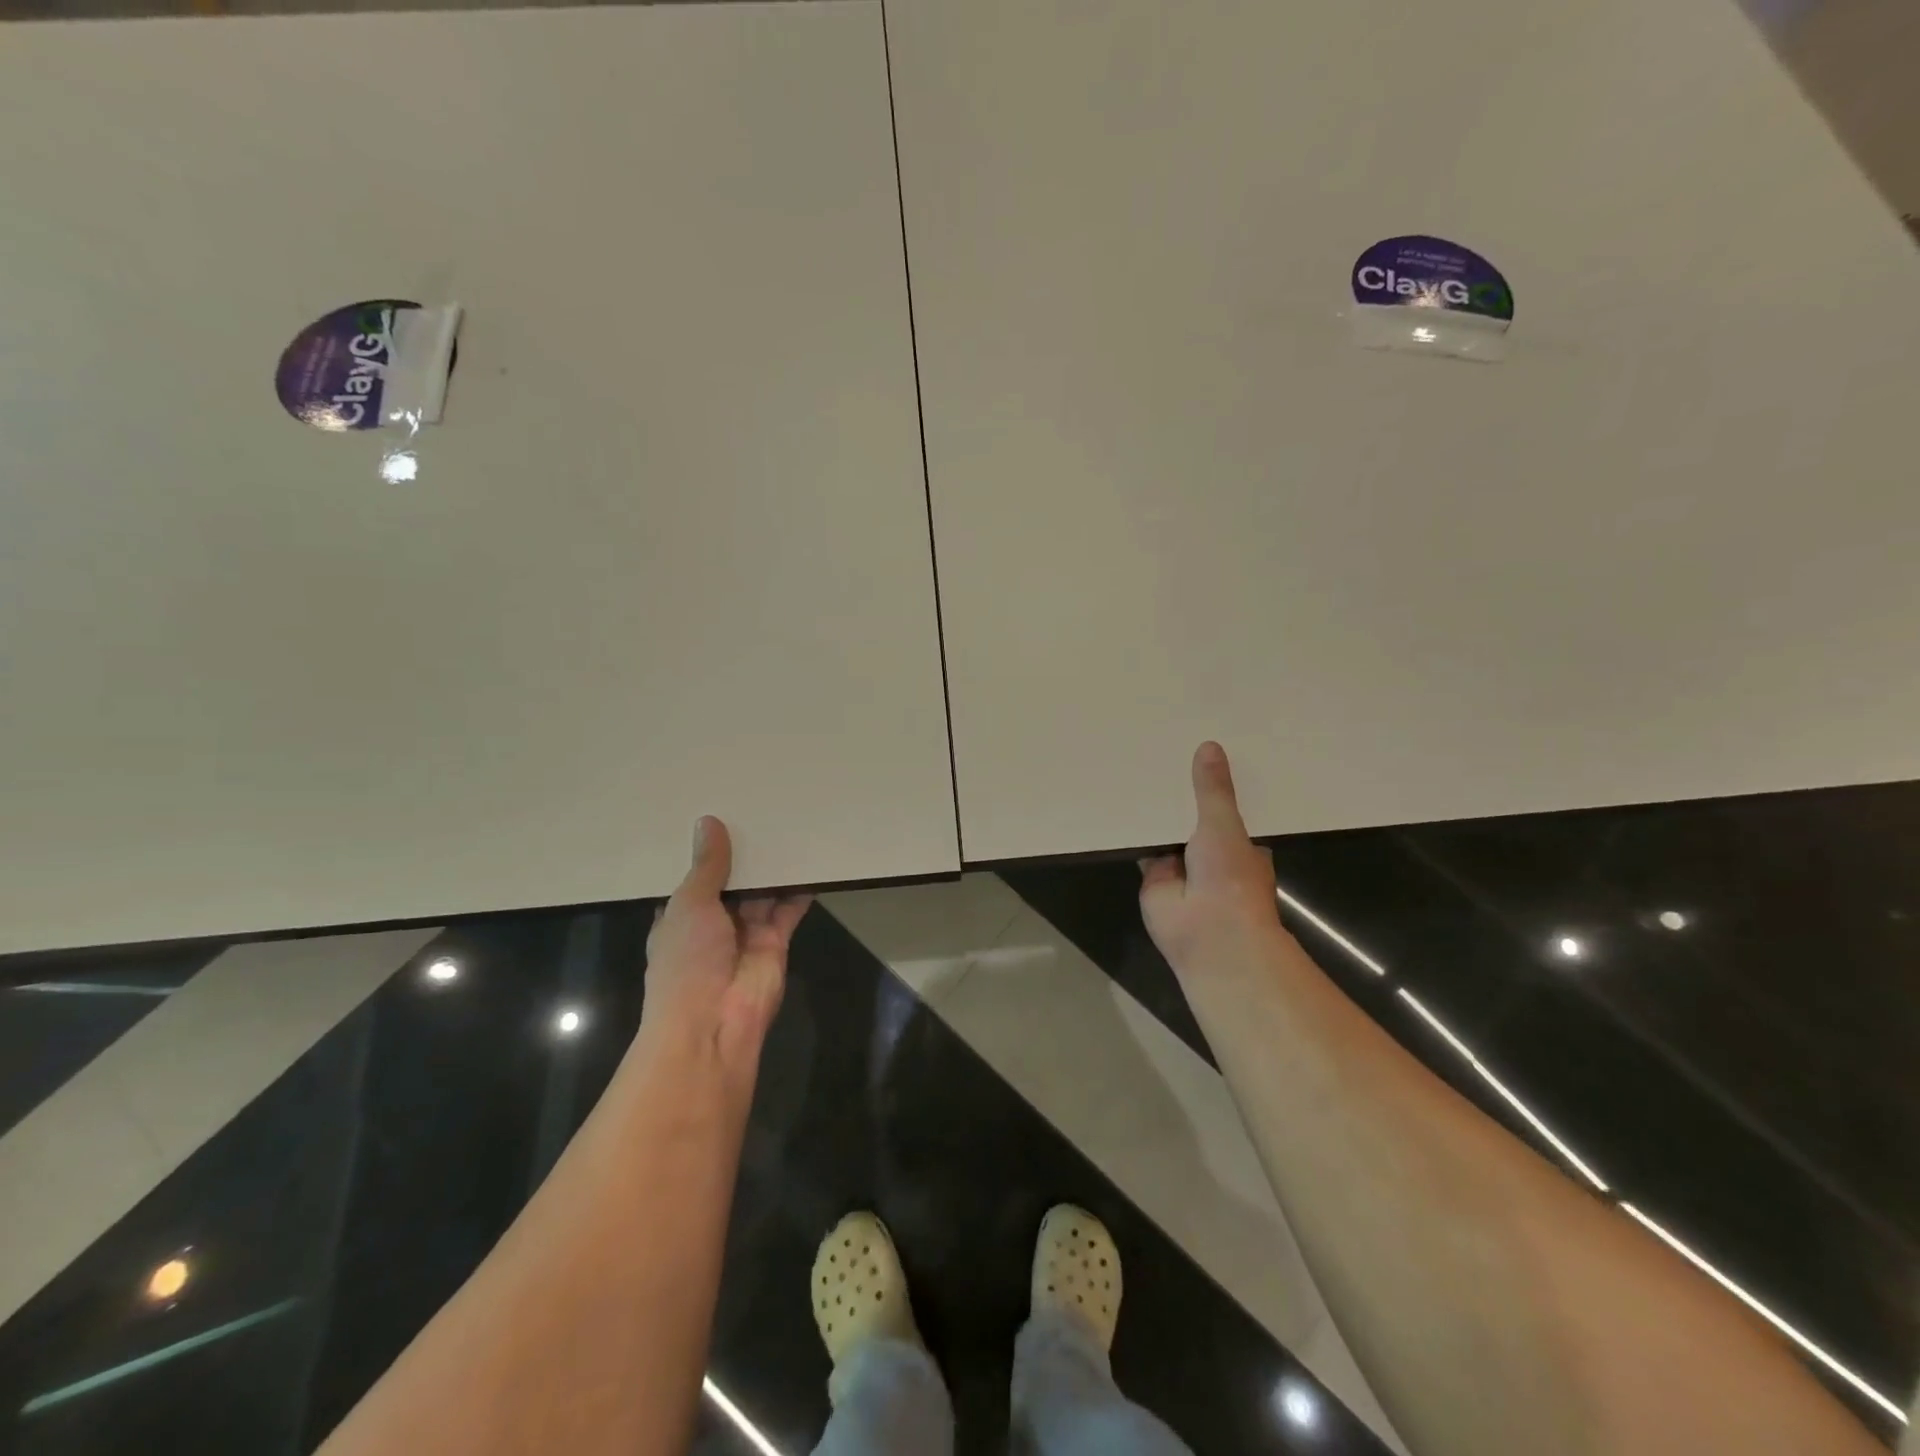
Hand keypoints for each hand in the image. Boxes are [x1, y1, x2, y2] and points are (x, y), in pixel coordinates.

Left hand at [643, 815, 811, 1069]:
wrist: (714, 1022)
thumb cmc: (686, 962)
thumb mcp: (689, 904)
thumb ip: (706, 866)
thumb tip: (707, 822)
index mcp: (681, 917)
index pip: (694, 877)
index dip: (706, 850)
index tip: (720, 813)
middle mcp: (714, 923)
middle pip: (733, 882)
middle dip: (745, 854)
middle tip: (761, 808)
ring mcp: (746, 933)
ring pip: (762, 892)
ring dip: (773, 866)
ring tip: (788, 824)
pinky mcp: (776, 941)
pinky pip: (789, 908)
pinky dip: (799, 887)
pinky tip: (810, 857)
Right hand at [1139, 743, 1285, 975]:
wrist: (1209, 933)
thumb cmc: (1231, 878)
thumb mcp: (1224, 824)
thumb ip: (1213, 790)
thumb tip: (1210, 746)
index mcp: (1239, 844)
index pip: (1227, 809)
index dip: (1215, 787)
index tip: (1200, 753)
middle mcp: (1211, 855)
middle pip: (1192, 818)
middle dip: (1180, 797)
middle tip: (1161, 753)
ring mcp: (1181, 868)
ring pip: (1165, 833)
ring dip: (1154, 813)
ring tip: (1137, 768)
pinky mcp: (1153, 877)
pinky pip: (1141, 848)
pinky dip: (1132, 833)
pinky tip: (1117, 802)